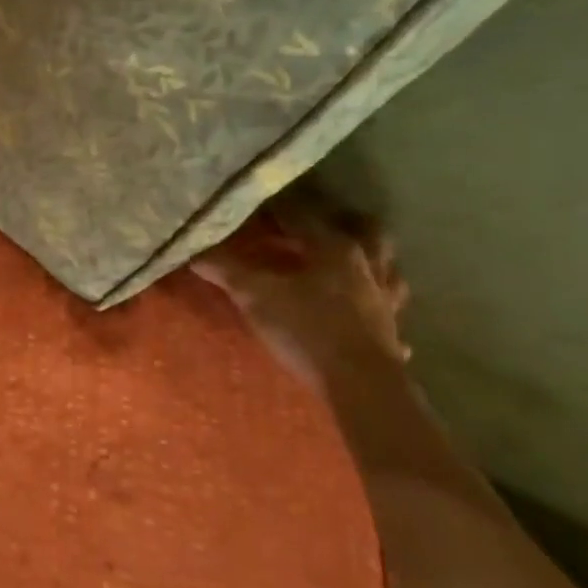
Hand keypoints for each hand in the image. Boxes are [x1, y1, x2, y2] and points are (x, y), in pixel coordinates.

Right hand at [191, 190, 410, 396]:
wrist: (360, 385)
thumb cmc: (307, 329)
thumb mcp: (255, 295)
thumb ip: (226, 270)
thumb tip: (195, 251)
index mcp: (333, 248)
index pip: (304, 214)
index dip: (279, 206)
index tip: (260, 202)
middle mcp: (365, 266)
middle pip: (366, 230)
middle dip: (344, 221)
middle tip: (320, 223)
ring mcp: (385, 300)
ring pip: (388, 268)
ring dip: (372, 260)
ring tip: (350, 262)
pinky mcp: (392, 333)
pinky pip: (391, 312)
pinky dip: (380, 307)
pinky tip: (370, 314)